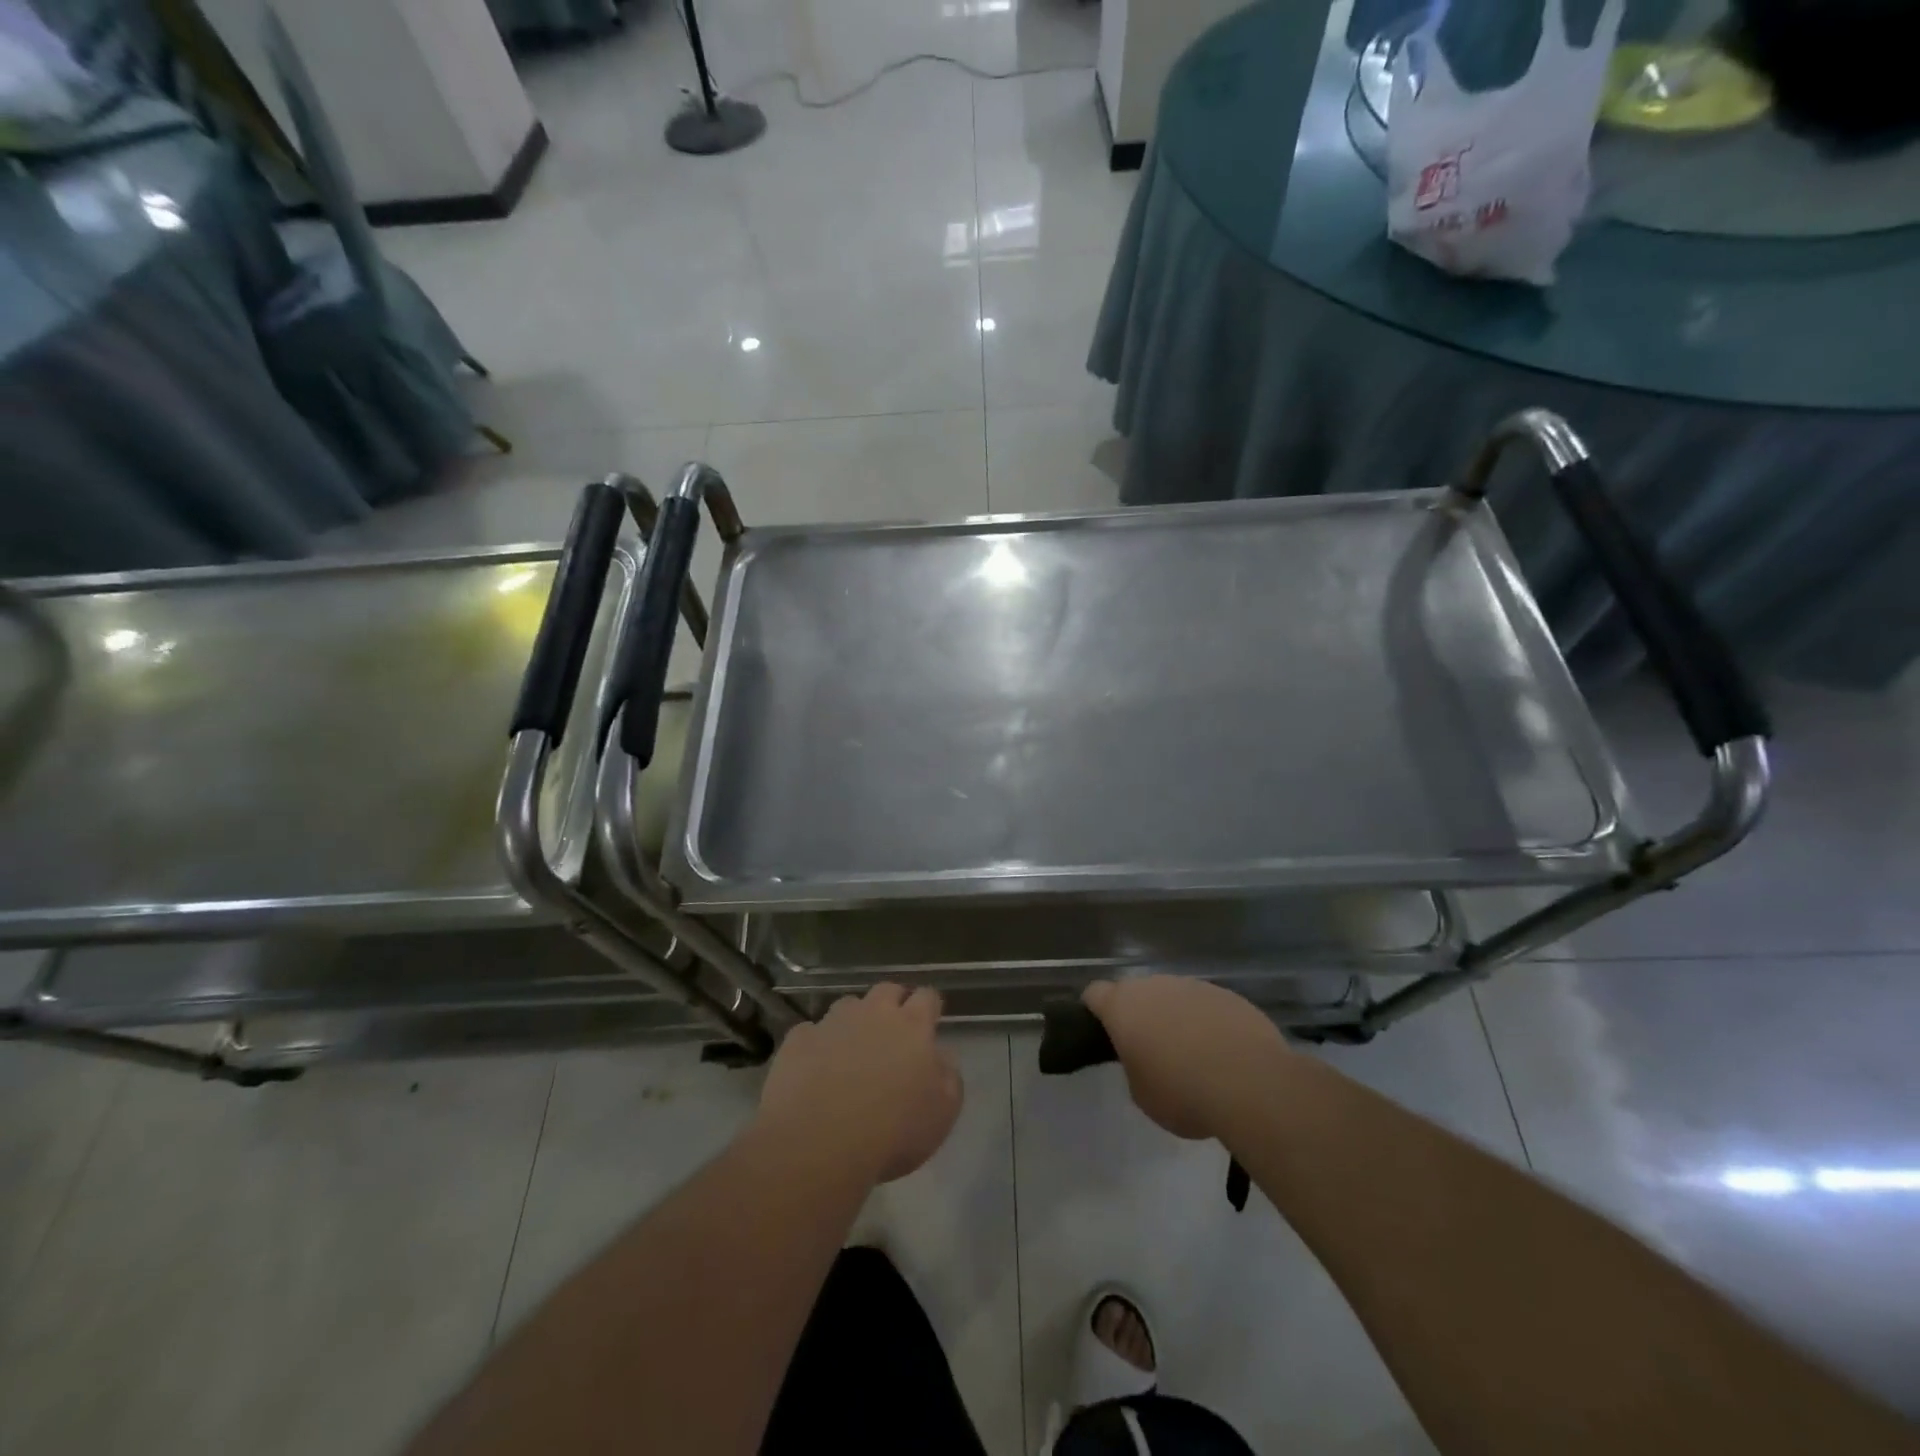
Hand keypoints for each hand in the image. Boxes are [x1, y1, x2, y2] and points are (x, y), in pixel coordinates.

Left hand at [756, 984, 962, 1183]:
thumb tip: (942, 1057)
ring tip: (852, 1048)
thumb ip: (948, 1077)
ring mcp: (832, 1023)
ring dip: (854, 1019)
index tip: (929, 1022)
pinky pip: (810, 1032)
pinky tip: (815, 1067)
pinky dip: (817, 1044)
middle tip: (893, 1031)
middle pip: (887, 990)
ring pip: (847, 1005)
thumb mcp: (942, 1113)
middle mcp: (873, 1013)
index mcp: (912, 1026)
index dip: (929, 1006)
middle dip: (893, 1002)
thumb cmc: (892, 1131)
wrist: (819, 1144)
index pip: (927, 997)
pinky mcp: (798, 1040)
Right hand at [1082, 977, 1289, 1141]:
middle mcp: (1154, 985)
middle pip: (1136, 992)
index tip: (1103, 1032)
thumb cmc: (1183, 1093)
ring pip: (1174, 996)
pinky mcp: (1227, 995)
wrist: (1250, 1084)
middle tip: (1150, 1049)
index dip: (1095, 1010)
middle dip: (1139, 1014)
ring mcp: (1193, 986)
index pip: (1094, 994)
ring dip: (1175, 1017)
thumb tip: (1146, 1060)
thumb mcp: (1142, 1095)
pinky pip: (1207, 1005)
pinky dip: (1208, 1023)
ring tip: (1193, 1054)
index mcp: (1122, 1006)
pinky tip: (1223, 1053)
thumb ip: (1135, 1068)